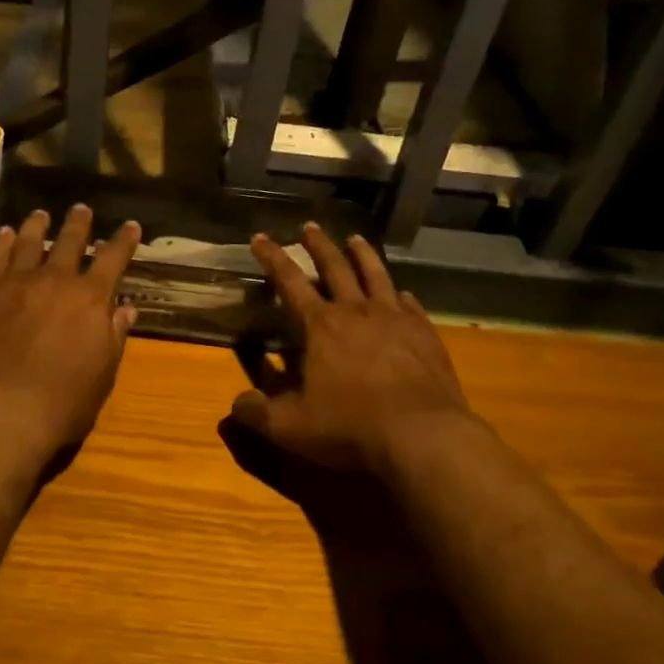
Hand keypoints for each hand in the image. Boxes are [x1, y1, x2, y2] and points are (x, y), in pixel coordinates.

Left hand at [0, 205, 140, 453]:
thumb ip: (114, 336)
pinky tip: (5, 233)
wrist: (6, 407)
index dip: (123, 241)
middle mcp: (57, 280)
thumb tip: (126, 310)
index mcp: (92, 299)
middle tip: (80, 209)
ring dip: (37, 226)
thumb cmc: (65, 399)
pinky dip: (3, 243)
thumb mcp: (104, 372)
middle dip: (78, 224)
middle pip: (70, 242)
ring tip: (40, 214)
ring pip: (30, 242)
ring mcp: (19, 282)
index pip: (114, 259)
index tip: (130, 225)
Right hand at [229, 223, 470, 474]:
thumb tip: (237, 404)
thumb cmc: (349, 426)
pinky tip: (402, 294)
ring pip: (377, 276)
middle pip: (336, 267)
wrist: (422, 436)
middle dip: (319, 246)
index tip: (261, 237)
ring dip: (363, 255)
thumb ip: (257, 412)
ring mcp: (396, 321)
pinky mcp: (426, 336)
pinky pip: (410, 306)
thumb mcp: (289, 426)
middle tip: (310, 226)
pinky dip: (401, 296)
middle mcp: (357, 312)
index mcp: (321, 326)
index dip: (272, 258)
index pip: (290, 281)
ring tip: (356, 239)